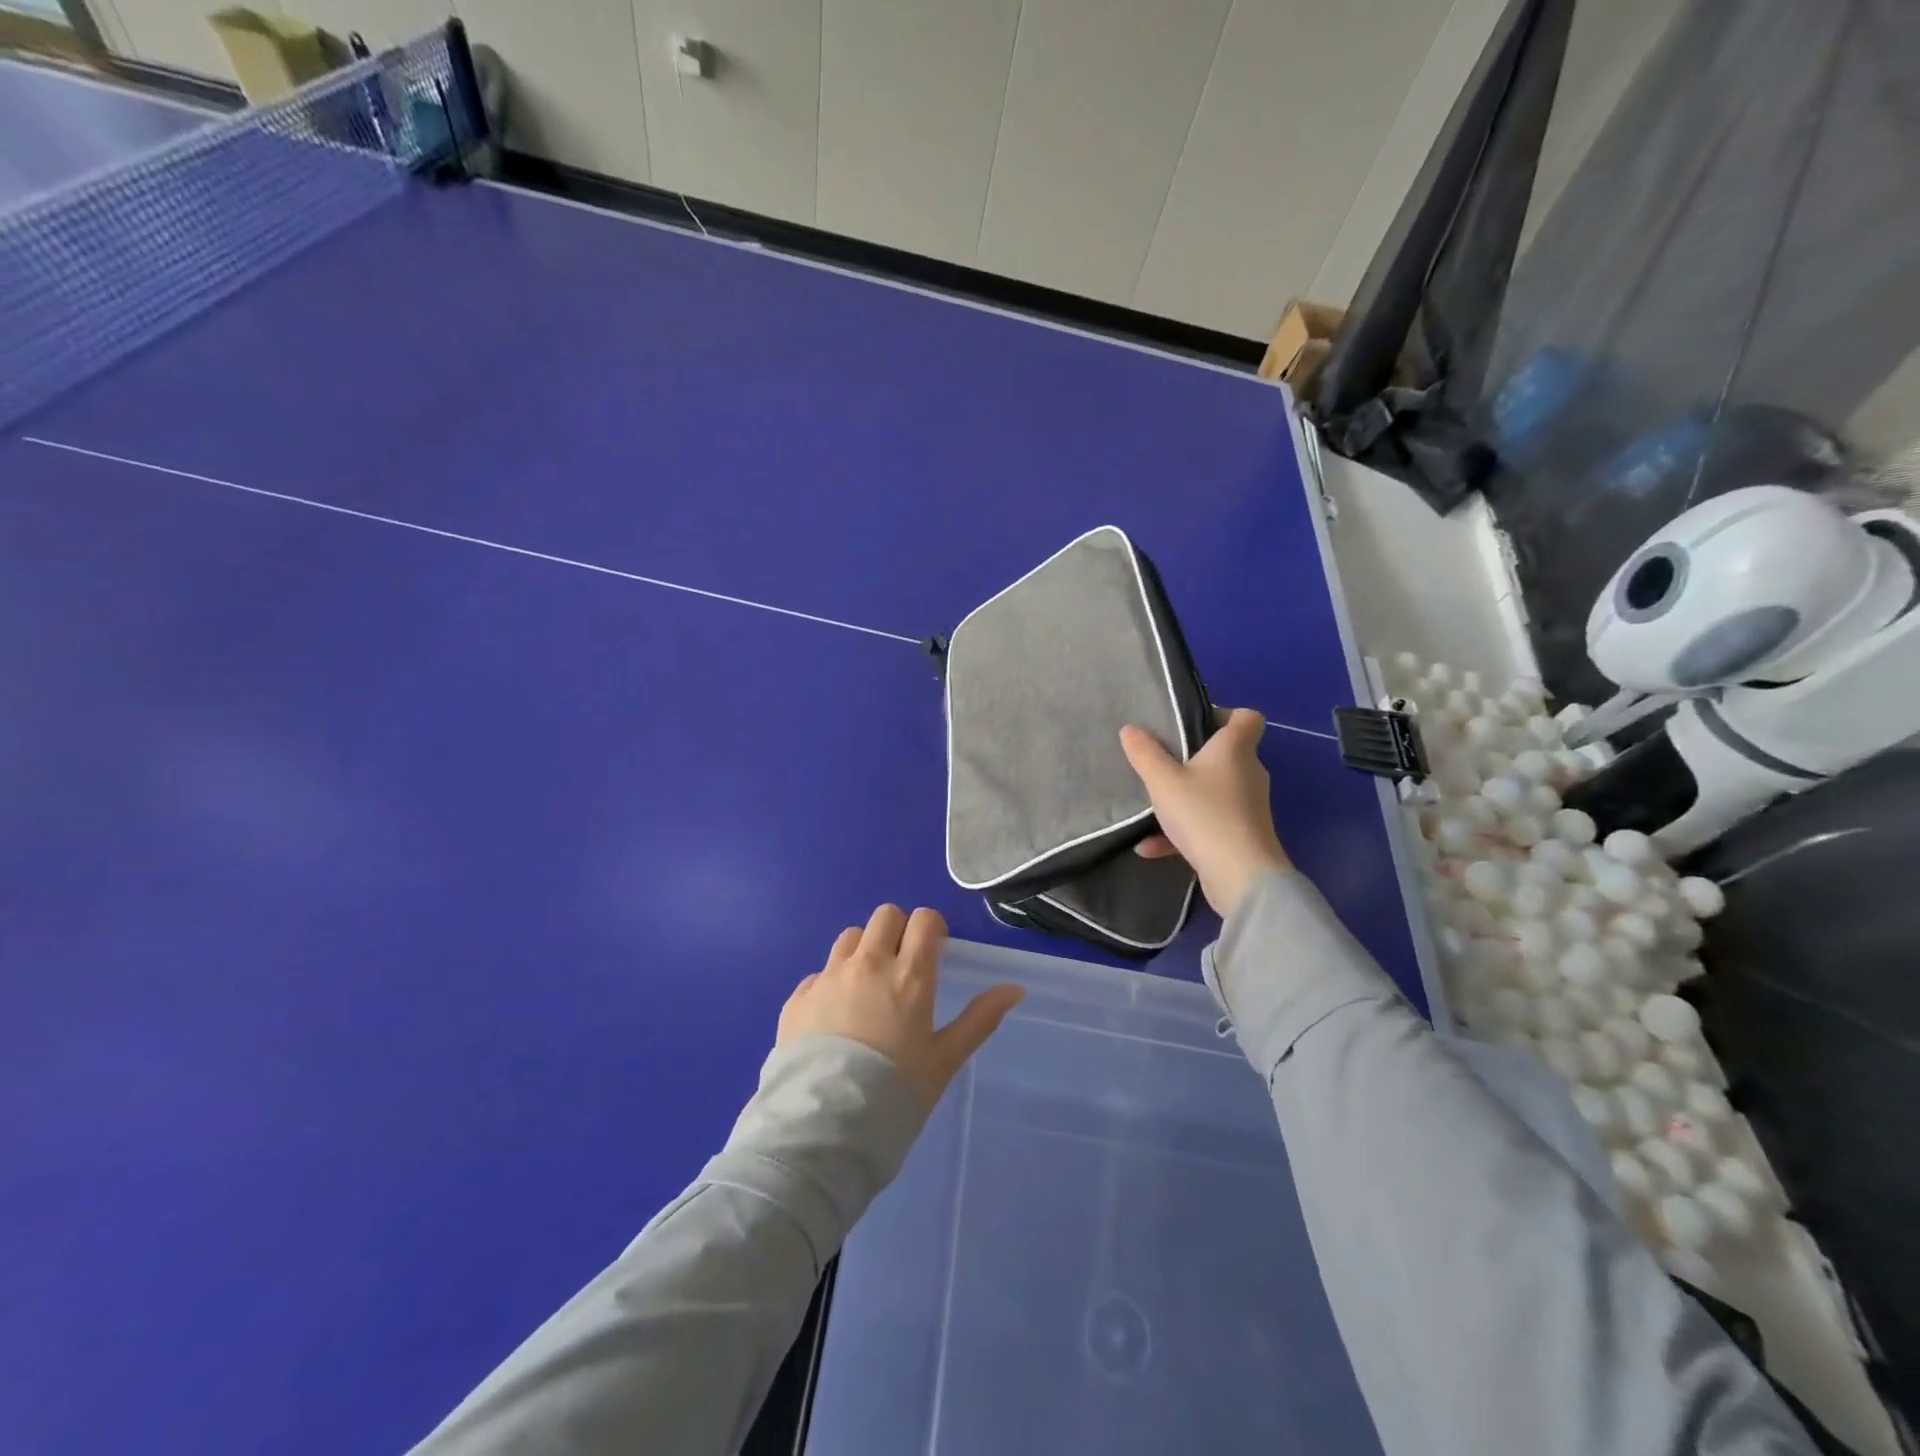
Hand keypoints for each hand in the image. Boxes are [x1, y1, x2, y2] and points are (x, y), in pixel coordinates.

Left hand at [778, 905, 1023, 1107]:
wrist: (825, 1124)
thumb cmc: (895, 1092)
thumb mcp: (945, 1060)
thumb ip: (980, 1019)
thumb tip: (1015, 988)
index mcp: (909, 975)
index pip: (924, 919)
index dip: (931, 929)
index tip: (934, 951)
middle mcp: (868, 964)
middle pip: (885, 916)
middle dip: (897, 931)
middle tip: (901, 966)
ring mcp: (829, 977)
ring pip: (850, 937)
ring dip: (863, 951)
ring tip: (866, 988)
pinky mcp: (798, 996)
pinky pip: (819, 973)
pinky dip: (830, 984)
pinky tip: (833, 1019)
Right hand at [1120, 707, 1290, 917]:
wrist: (1241, 877)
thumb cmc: (1203, 815)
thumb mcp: (1163, 781)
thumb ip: (1145, 754)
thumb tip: (1130, 729)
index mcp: (1235, 750)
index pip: (1247, 717)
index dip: (1223, 714)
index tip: (1191, 724)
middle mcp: (1248, 773)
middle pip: (1226, 754)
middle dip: (1193, 758)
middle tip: (1161, 761)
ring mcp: (1247, 806)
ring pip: (1214, 791)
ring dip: (1184, 797)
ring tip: (1152, 804)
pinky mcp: (1242, 835)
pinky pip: (1209, 823)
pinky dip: (1183, 831)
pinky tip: (1149, 847)